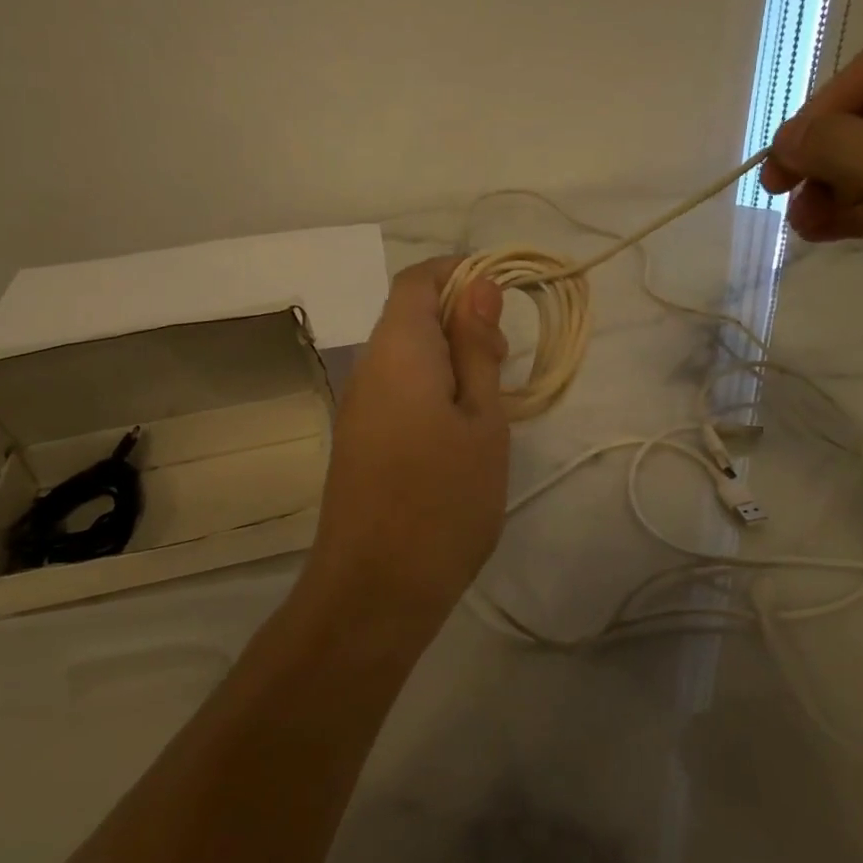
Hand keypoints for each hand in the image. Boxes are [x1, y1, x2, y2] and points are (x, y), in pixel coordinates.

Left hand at [305, 257, 509, 628]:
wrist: (376, 588)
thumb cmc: (444, 499)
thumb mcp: (481, 419)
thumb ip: (477, 348)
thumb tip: (478, 287)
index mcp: (398, 349)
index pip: (417, 279)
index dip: (459, 274)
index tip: (504, 300)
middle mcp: (367, 367)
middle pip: (410, 316)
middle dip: (460, 322)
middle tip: (505, 365)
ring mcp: (357, 406)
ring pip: (406, 356)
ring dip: (450, 361)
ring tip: (490, 406)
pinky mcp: (359, 439)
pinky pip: (397, 391)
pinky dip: (431, 391)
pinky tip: (460, 433)